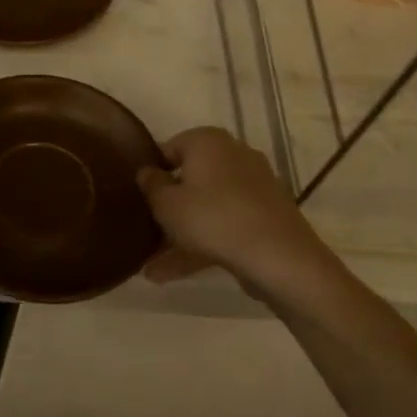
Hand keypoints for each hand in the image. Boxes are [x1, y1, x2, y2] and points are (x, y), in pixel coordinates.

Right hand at [136, 127, 329, 289]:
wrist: (279, 257)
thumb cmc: (212, 218)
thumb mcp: (166, 203)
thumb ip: (151, 185)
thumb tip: (147, 172)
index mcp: (208, 141)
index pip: (168, 149)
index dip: (150, 175)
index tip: (137, 199)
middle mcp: (233, 155)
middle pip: (189, 180)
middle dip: (166, 209)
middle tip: (144, 231)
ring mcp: (253, 186)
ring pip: (206, 207)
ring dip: (180, 234)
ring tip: (150, 269)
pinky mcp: (265, 215)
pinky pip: (223, 224)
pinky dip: (201, 243)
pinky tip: (172, 274)